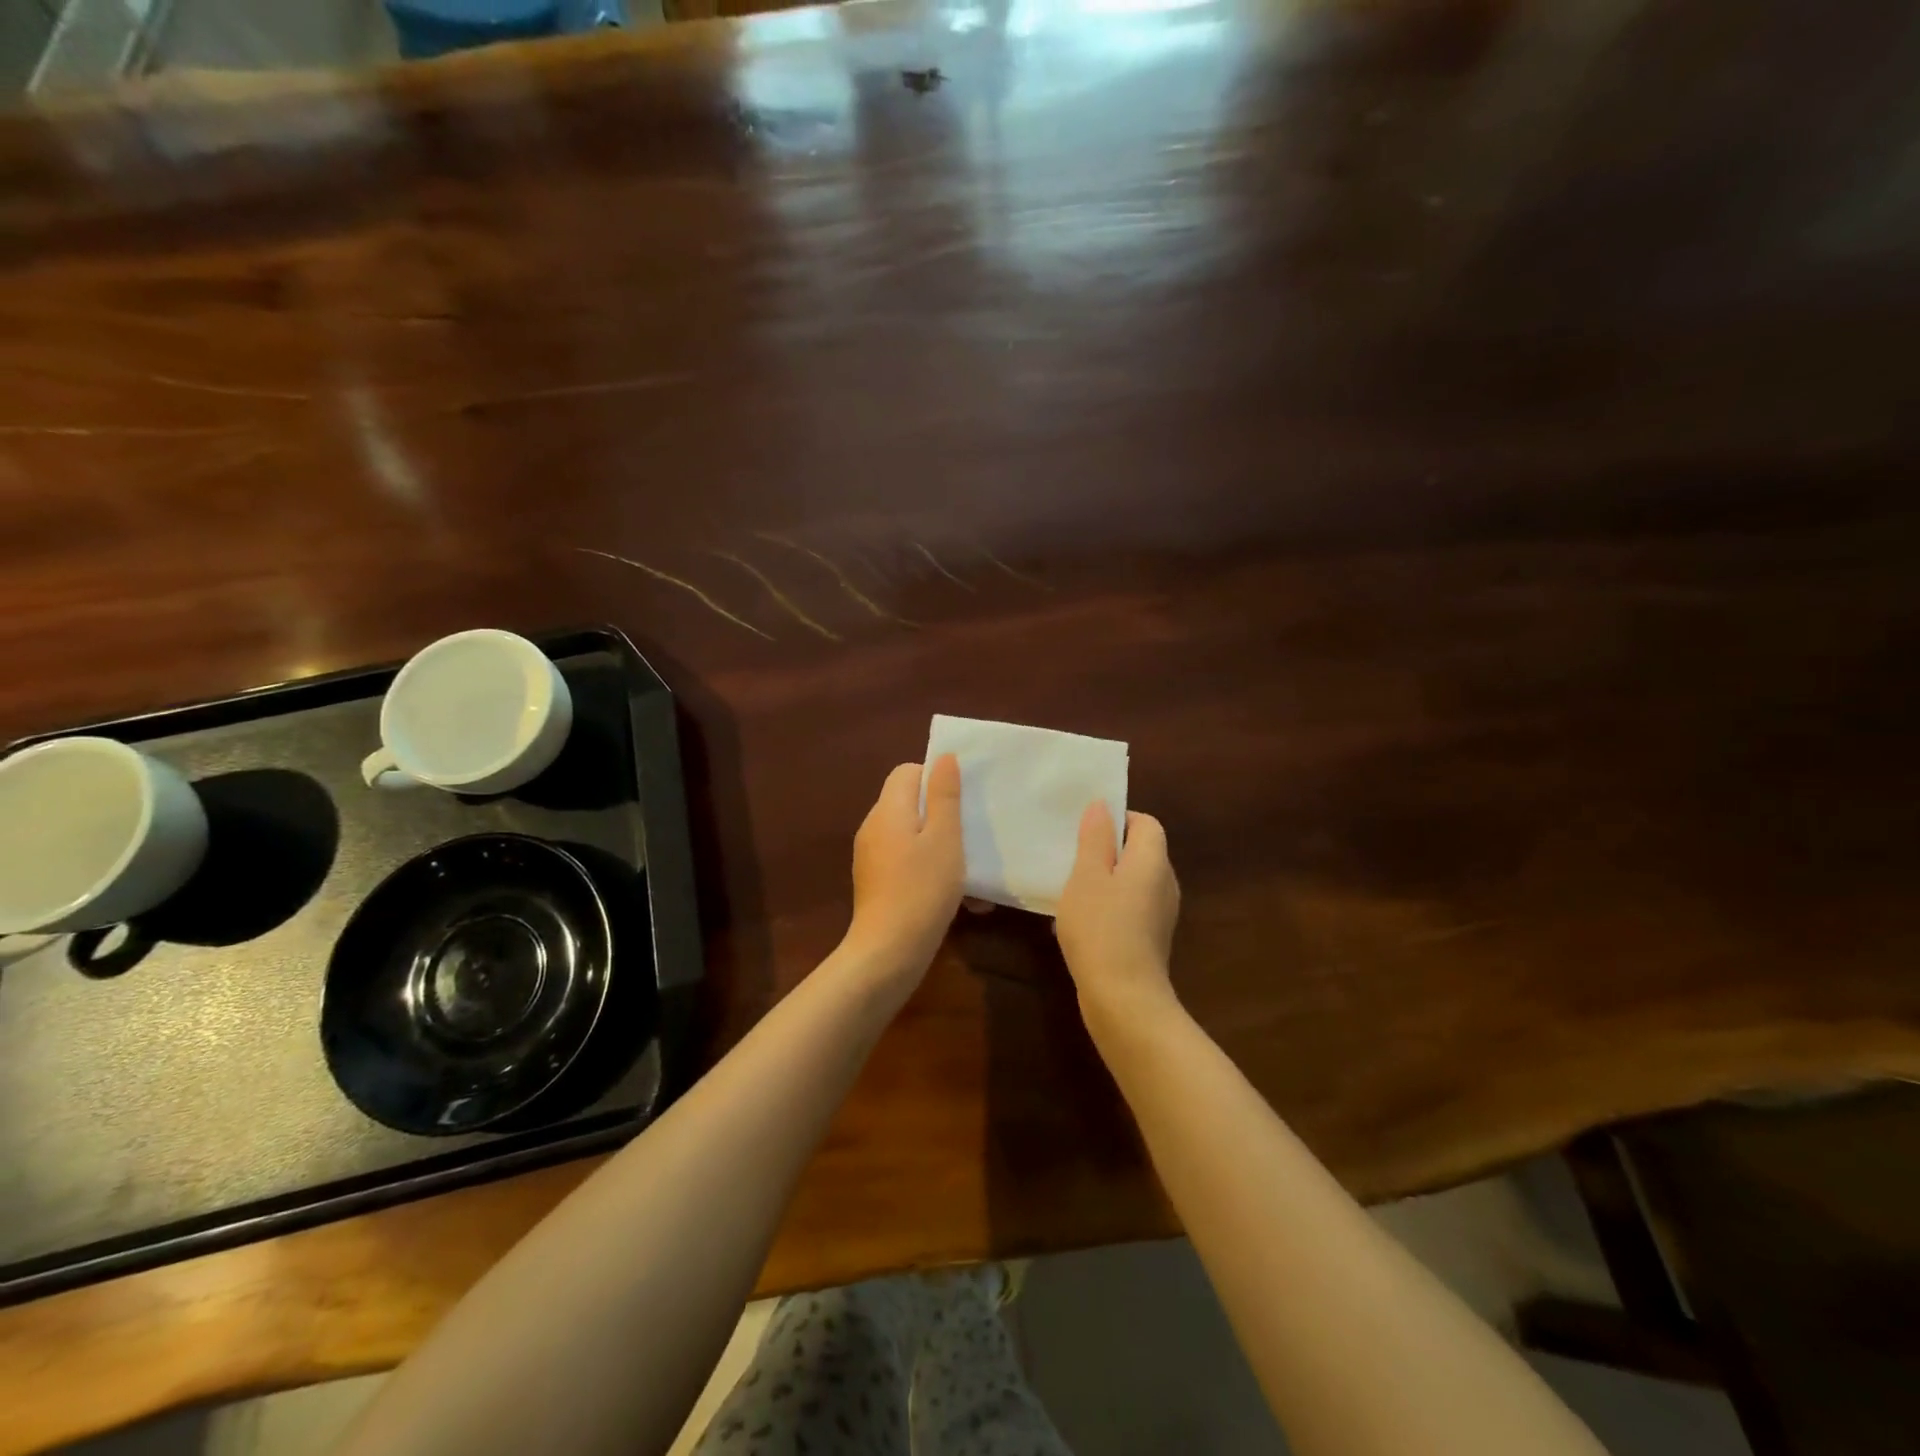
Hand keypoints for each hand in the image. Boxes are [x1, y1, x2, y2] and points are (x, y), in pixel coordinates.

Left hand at [845, 754, 965, 978]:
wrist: (889, 952)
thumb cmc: (922, 888)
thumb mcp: (944, 838)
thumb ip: (944, 796)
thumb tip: (943, 758)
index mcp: (887, 810)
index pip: (906, 772)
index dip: (935, 778)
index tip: (962, 800)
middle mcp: (873, 827)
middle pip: (908, 803)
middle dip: (942, 815)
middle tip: (971, 833)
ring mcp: (871, 857)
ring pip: (910, 836)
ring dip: (940, 847)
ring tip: (970, 870)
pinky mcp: (875, 883)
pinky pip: (905, 862)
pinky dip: (928, 869)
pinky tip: (956, 895)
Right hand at [1054, 802, 1180, 1019]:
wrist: (1123, 999)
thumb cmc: (1101, 928)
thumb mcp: (1087, 876)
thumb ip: (1095, 838)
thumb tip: (1102, 806)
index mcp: (1153, 861)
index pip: (1146, 823)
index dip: (1119, 820)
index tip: (1086, 832)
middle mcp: (1165, 883)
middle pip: (1140, 852)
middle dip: (1107, 850)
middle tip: (1072, 857)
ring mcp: (1161, 914)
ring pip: (1132, 882)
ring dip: (1104, 881)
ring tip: (1070, 890)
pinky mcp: (1151, 939)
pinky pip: (1130, 908)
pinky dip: (1108, 907)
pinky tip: (1079, 923)